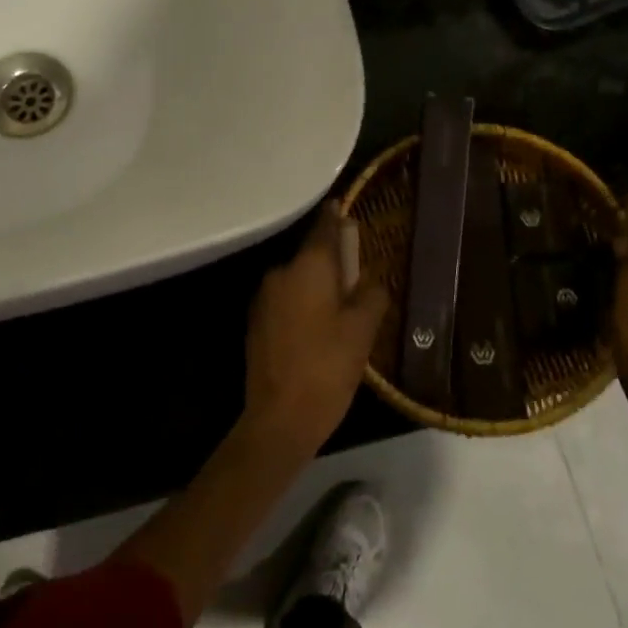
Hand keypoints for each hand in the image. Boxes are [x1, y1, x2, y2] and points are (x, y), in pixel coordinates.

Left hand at [243, 204, 389, 457]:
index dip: (336, 218)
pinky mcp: (256, 323)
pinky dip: (303, 306)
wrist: (279, 418)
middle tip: (359, 281)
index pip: (324, 228)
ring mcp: (263, 299)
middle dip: (334, 264)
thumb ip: (371, 295)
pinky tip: (319, 331)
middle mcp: (280, 274)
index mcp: (308, 268)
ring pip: (298, 281)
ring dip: (318, 288)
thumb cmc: (327, 368)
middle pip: (311, 257)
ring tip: (343, 312)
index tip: (344, 209)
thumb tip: (369, 283)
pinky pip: (286, 302)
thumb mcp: (362, 331)